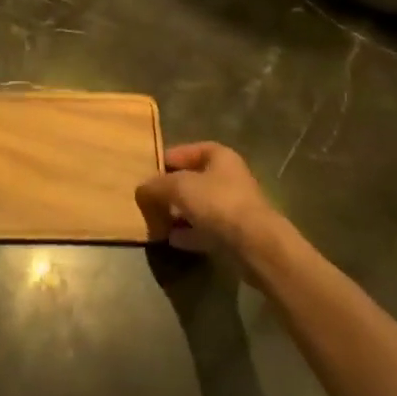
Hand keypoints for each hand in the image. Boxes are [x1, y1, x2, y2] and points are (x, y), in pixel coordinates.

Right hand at [137, 142, 284, 256]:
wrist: (255, 244)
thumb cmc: (217, 203)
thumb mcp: (178, 187)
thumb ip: (156, 186)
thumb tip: (141, 190)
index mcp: (219, 156)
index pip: (187, 151)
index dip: (166, 160)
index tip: (147, 172)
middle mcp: (229, 177)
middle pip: (193, 179)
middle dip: (170, 190)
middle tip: (148, 200)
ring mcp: (234, 206)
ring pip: (199, 206)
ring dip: (178, 213)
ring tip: (156, 221)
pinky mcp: (235, 233)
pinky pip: (206, 229)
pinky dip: (189, 233)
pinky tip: (171, 239)